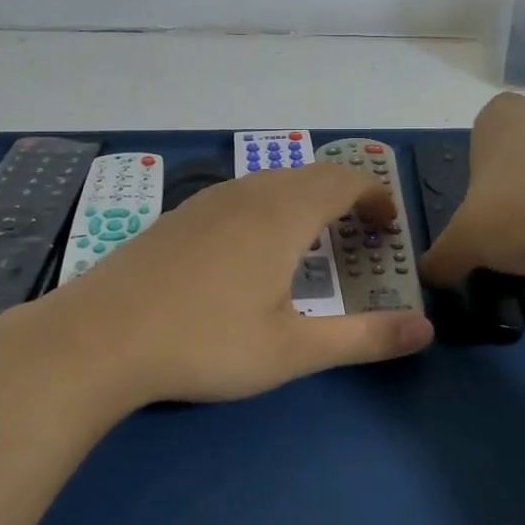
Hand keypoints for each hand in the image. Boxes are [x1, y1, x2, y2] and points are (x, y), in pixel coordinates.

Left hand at [15, 165, 434, 407]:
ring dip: (306, 201)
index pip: (345, 179)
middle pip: (311, 174)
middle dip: (346, 197)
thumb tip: (426, 331)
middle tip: (360, 237)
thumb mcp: (292, 350)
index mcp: (282, 214)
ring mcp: (207, 200)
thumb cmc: (203, 342)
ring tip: (314, 243)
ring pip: (272, 182)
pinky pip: (241, 194)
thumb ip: (363, 338)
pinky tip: (252, 252)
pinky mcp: (179, 216)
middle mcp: (248, 193)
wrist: (97, 337)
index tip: (388, 228)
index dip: (375, 196)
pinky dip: (270, 207)